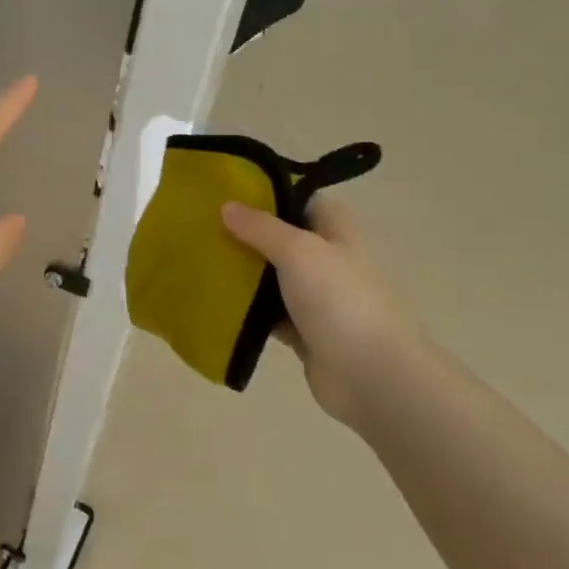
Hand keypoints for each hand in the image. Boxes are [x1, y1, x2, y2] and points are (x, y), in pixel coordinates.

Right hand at [220, 194, 425, 424]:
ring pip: (269, 277)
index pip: (300, 199)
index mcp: (336, 231)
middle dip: (243, 233)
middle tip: (199, 226)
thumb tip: (227, 206)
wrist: (373, 376)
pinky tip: (211, 301)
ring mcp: (315, 298)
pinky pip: (266, 313)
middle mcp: (326, 260)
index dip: (267, 193)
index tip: (225, 191)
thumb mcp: (299, 251)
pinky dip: (243, 309)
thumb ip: (261, 227)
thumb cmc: (341, 301)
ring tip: (196, 259)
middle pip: (279, 238)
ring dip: (240, 272)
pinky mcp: (302, 331)